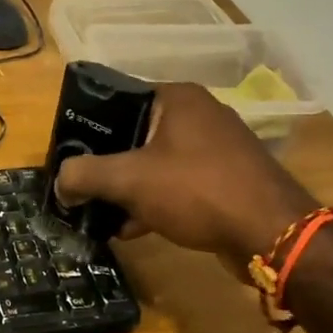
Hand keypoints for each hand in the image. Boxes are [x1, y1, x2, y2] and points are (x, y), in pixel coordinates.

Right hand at [54, 83, 317, 268]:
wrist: (272, 234)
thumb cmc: (197, 190)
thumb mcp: (130, 180)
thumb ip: (86, 175)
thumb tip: (60, 182)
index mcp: (177, 98)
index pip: (118, 100)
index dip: (89, 128)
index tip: (69, 156)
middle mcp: (199, 114)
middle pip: (135, 134)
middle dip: (107, 164)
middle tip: (81, 187)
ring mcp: (217, 148)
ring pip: (156, 163)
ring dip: (129, 189)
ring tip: (100, 214)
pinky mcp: (226, 180)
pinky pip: (178, 185)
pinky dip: (154, 202)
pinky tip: (132, 229)